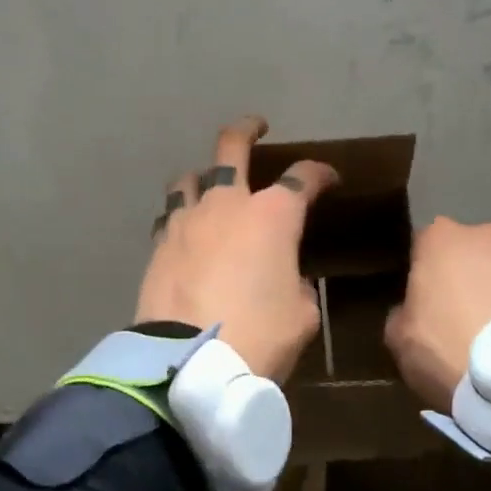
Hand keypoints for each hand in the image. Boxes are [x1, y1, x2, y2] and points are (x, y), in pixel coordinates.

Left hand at [135, 116, 338, 383]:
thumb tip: (287, 279)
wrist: (191, 363)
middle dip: (247, 130)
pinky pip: (170, 215)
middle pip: (232, 147)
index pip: (303, 178)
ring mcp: (188, 220)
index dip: (321, 174)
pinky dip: (182, 214)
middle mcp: (228, 204)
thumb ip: (298, 285)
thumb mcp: (302, 314)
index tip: (330, 179)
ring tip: (209, 182)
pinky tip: (186, 229)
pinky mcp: (160, 244)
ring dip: (203, 173)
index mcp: (273, 216)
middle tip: (256, 127)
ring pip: (189, 176)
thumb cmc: (260, 335)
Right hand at [385, 217, 490, 411]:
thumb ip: (401, 313)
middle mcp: (479, 234)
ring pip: (490, 272)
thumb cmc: (444, 343)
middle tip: (448, 315)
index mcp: (437, 237)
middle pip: (459, 254)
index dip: (416, 275)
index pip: (418, 247)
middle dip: (455, 277)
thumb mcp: (398, 335)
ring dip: (485, 293)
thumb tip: (411, 311)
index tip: (415, 302)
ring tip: (480, 332)